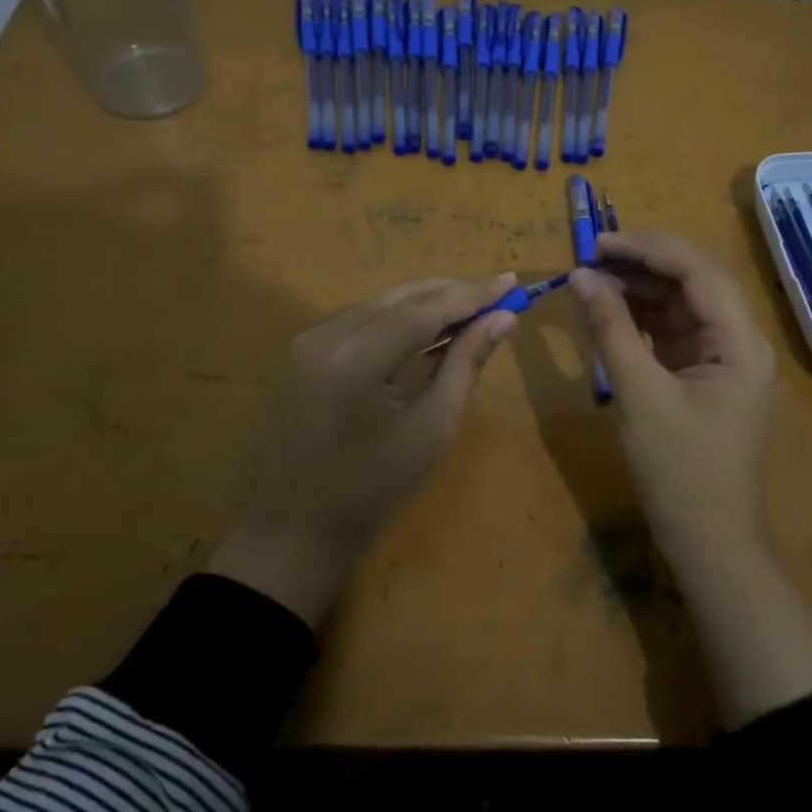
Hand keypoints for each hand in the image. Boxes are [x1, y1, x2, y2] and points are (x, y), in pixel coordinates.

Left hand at [210, 273, 517, 624]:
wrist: (299, 529)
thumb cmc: (374, 490)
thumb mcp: (432, 429)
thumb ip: (466, 364)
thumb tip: (503, 319)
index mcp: (355, 359)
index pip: (423, 310)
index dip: (471, 294)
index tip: (512, 281)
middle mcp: (326, 336)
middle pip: (400, 298)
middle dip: (451, 293)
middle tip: (499, 293)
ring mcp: (310, 341)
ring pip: (381, 304)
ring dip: (427, 303)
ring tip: (474, 308)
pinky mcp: (307, 352)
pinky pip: (363, 321)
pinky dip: (400, 319)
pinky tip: (432, 327)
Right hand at [571, 233, 811, 726]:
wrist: (711, 544)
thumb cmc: (680, 473)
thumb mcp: (639, 396)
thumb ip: (611, 330)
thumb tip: (582, 277)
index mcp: (740, 342)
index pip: (698, 271)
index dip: (648, 248)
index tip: (598, 243)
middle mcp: (738, 342)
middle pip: (693, 282)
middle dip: (643, 264)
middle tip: (590, 257)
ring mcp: (721, 360)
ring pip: (681, 306)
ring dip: (640, 290)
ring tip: (592, 280)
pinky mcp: (703, 378)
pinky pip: (672, 334)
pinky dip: (641, 321)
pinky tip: (609, 312)